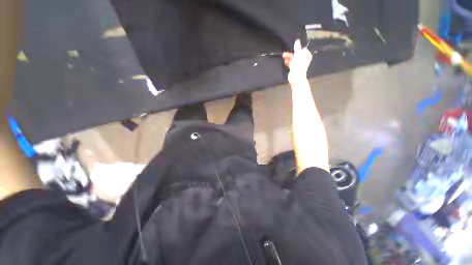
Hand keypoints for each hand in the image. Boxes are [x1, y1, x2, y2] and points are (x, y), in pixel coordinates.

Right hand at [282, 39, 312, 82]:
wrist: (296, 76)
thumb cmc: (298, 65)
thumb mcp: (298, 54)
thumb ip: (297, 47)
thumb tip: (297, 40)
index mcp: (307, 55)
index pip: (302, 49)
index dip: (297, 49)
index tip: (292, 49)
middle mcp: (303, 59)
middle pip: (297, 54)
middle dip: (291, 54)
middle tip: (285, 53)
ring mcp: (299, 64)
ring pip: (293, 59)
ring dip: (288, 58)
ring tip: (284, 57)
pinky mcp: (294, 68)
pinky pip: (291, 63)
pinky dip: (288, 62)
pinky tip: (285, 62)